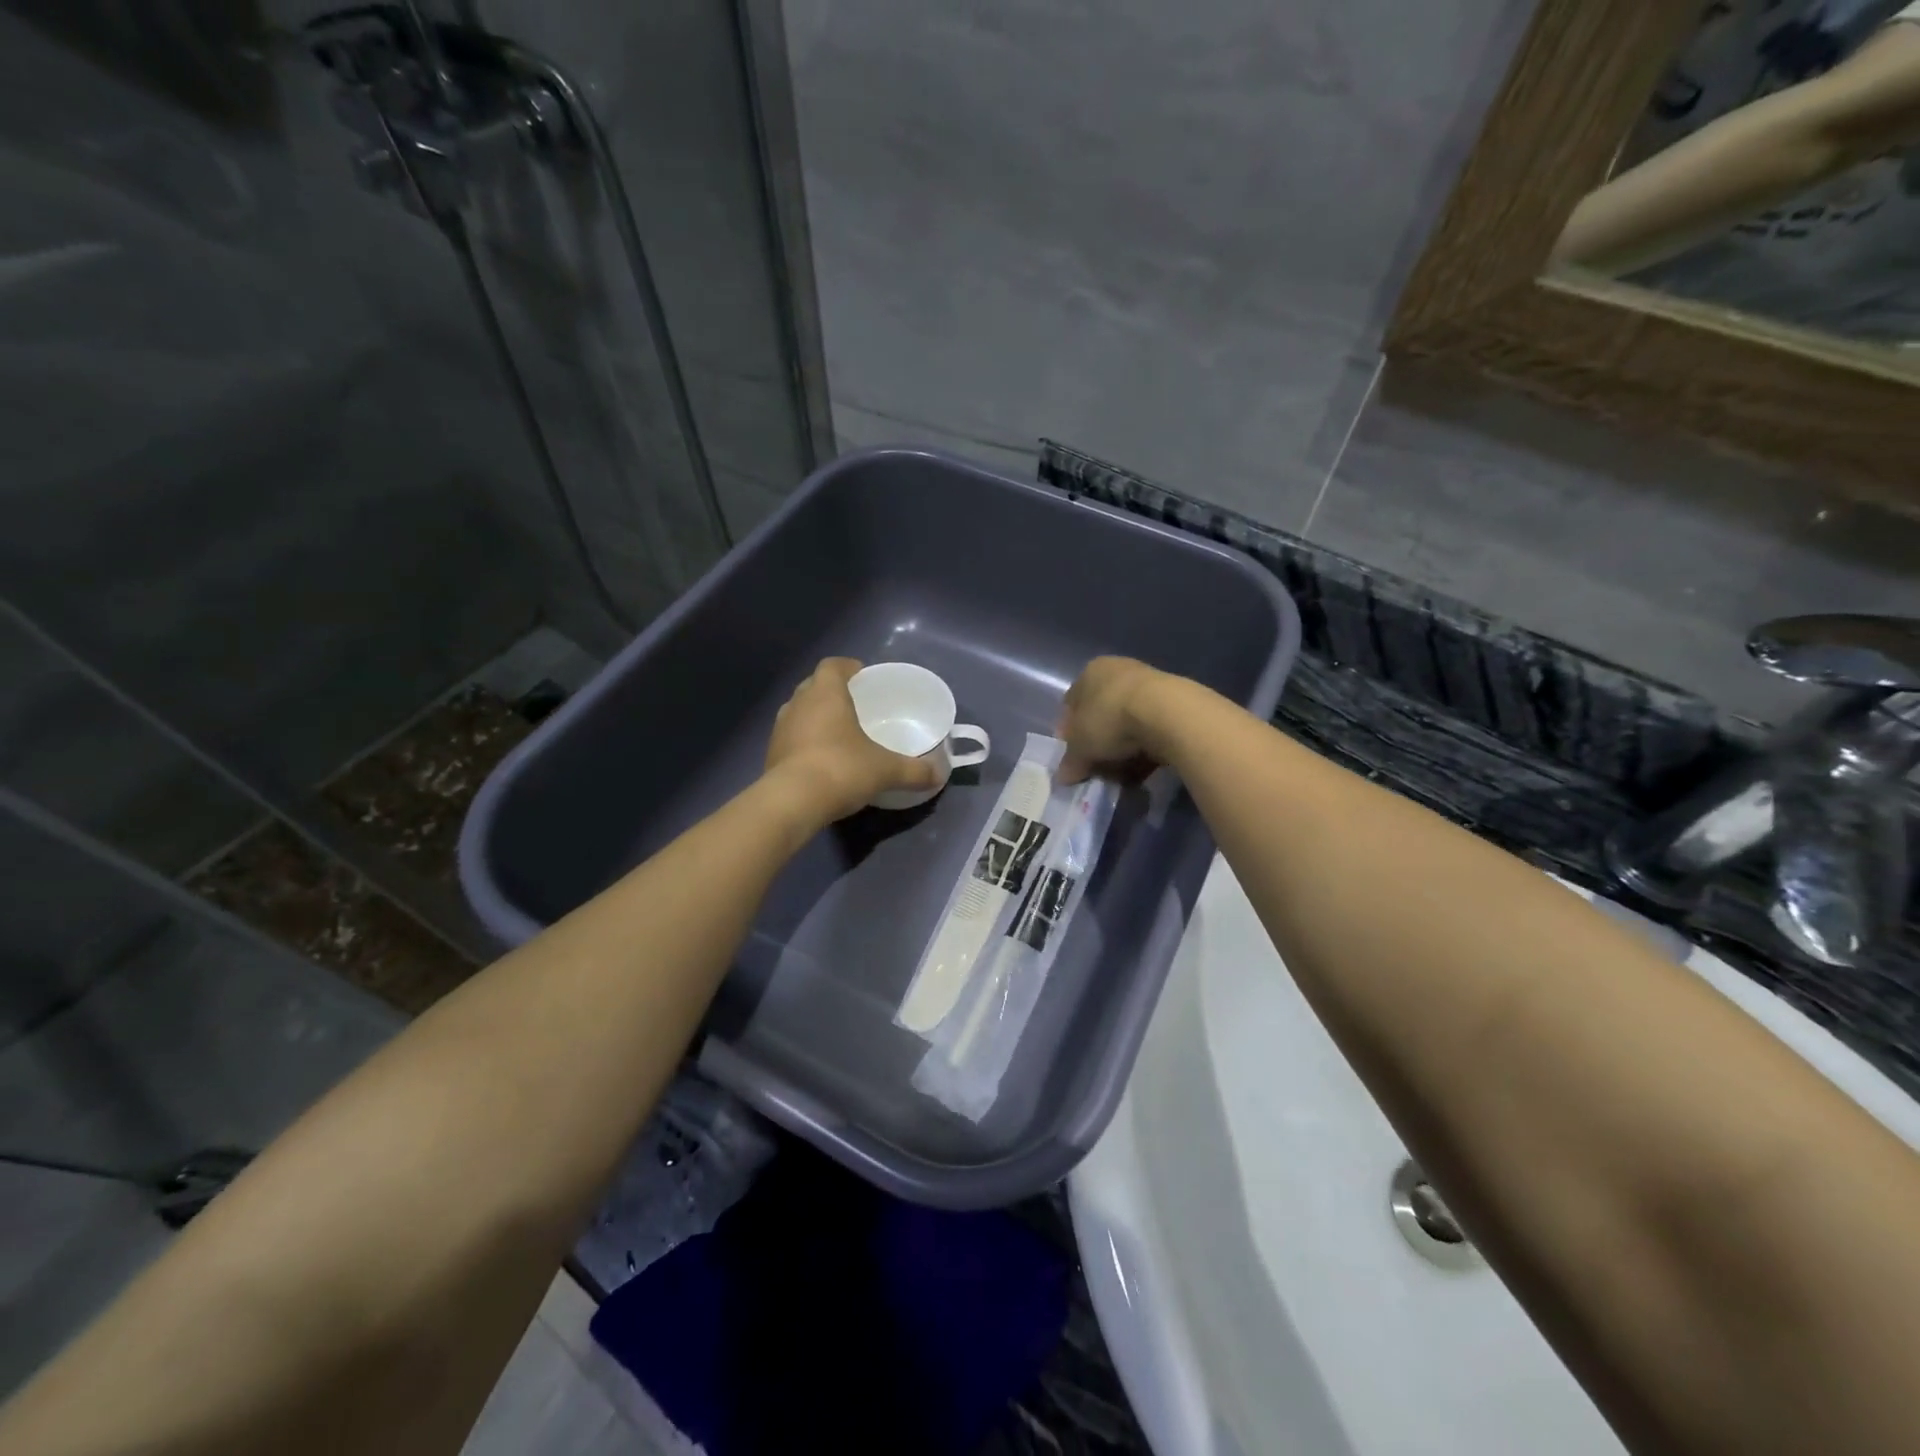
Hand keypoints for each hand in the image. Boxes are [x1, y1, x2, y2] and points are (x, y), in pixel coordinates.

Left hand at [764, 658, 941, 823]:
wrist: (792, 803)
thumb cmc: (841, 769)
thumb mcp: (886, 770)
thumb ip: (914, 771)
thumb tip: (939, 774)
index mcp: (825, 694)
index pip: (832, 666)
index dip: (847, 667)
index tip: (861, 676)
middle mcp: (798, 703)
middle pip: (813, 686)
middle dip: (831, 692)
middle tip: (853, 705)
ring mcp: (780, 729)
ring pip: (799, 712)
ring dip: (815, 717)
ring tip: (837, 733)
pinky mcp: (770, 754)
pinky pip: (790, 738)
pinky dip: (804, 742)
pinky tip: (820, 759)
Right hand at [1058, 656, 1175, 783]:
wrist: (1168, 714)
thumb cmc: (1110, 720)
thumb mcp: (1080, 747)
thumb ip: (1071, 762)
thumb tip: (1064, 777)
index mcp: (1090, 672)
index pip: (1072, 703)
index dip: (1070, 732)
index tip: (1073, 755)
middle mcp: (1119, 671)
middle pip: (1101, 713)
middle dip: (1098, 742)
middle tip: (1096, 766)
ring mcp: (1149, 684)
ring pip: (1128, 723)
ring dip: (1123, 749)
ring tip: (1121, 773)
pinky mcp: (1174, 703)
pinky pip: (1151, 730)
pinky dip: (1145, 749)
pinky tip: (1143, 769)